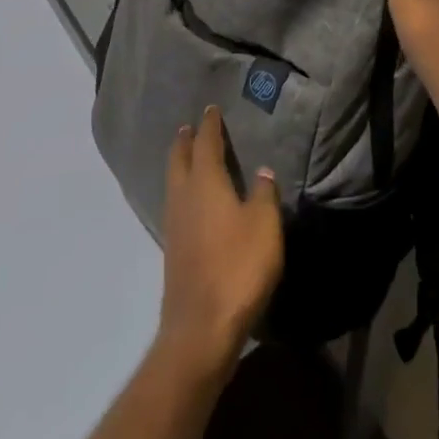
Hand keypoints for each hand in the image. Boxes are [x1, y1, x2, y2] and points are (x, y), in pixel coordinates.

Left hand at [157, 105, 283, 381]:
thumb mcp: (265, 226)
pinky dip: (183, 193)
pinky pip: (176, 207)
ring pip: (174, 184)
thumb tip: (263, 172)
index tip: (210, 109)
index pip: (205, 143)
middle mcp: (184, 197)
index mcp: (205, 182)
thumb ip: (264, 195)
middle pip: (179, 160)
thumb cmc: (238, 268)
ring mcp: (174, 226)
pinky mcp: (173, 252)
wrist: (201, 330)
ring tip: (188, 158)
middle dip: (184, 142)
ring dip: (180, 166)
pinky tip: (192, 202)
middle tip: (189, 128)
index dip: (209, 125)